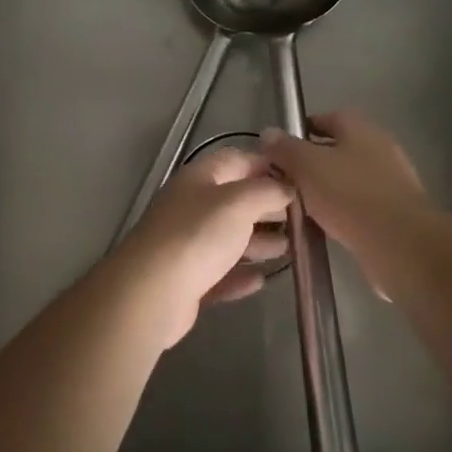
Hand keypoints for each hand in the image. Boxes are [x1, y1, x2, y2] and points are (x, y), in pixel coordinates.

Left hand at [104, 149, 291, 348]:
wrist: (151, 292)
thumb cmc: (198, 235)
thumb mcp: (239, 202)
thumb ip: (267, 190)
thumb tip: (286, 187)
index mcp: (200, 178)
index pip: (237, 160)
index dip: (267, 166)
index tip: (298, 180)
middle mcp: (191, 206)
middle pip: (234, 200)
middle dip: (267, 208)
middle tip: (300, 219)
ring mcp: (185, 244)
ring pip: (228, 238)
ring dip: (258, 243)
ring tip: (289, 250)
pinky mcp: (185, 280)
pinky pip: (219, 273)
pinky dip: (239, 274)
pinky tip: (259, 280)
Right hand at [260, 112, 429, 260]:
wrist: (401, 243)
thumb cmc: (350, 195)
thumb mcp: (307, 166)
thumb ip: (285, 149)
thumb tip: (269, 132)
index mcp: (361, 129)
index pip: (327, 118)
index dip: (301, 130)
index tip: (279, 149)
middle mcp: (380, 148)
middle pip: (338, 149)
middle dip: (312, 163)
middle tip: (285, 180)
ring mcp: (392, 181)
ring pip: (348, 179)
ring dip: (326, 189)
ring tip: (299, 207)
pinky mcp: (396, 212)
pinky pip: (360, 205)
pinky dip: (342, 212)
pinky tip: (325, 227)